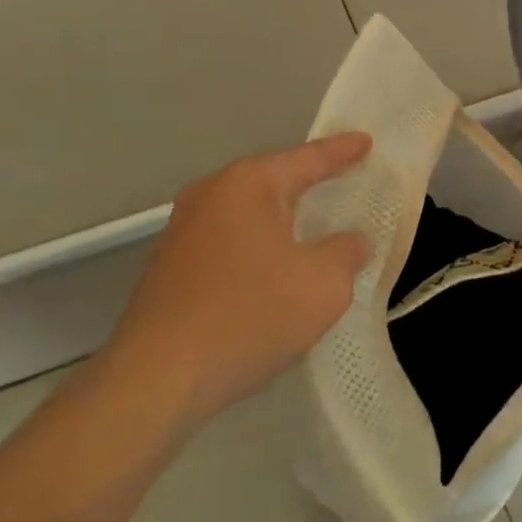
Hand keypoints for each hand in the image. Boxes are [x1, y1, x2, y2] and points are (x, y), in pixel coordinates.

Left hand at [103, 133, 372, 425]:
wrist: (155, 380)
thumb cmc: (250, 315)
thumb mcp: (324, 284)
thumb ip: (346, 252)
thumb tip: (350, 241)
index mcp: (249, 184)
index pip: (308, 158)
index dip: (342, 151)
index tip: (366, 141)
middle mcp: (211, 194)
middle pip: (272, 180)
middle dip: (308, 181)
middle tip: (342, 179)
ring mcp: (182, 230)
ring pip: (247, 212)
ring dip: (280, 218)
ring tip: (311, 225)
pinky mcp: (168, 267)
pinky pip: (228, 241)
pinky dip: (256, 246)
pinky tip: (271, 270)